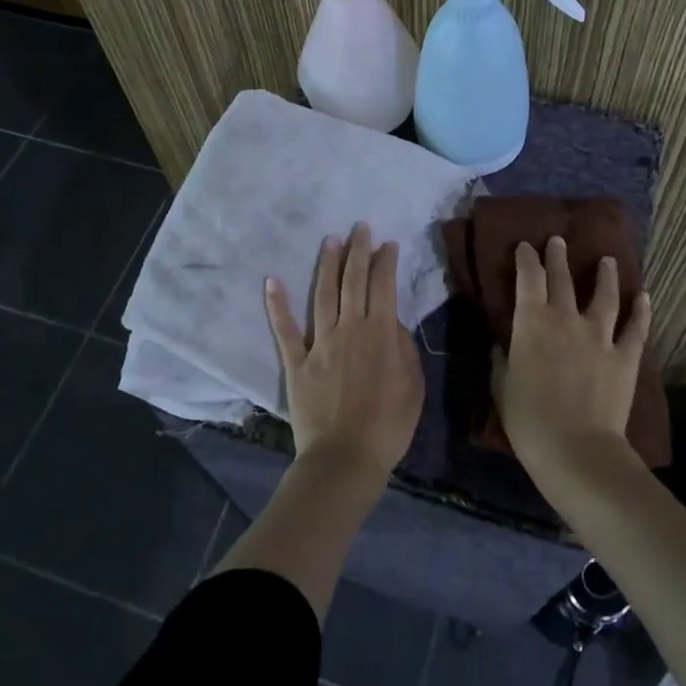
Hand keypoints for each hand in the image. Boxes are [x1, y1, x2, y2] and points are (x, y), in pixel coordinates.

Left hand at [265, 222, 423, 478]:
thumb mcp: (413, 386)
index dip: (385, 262)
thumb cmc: (388, 426)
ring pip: (323, 294)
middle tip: (360, 227)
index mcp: (380, 333)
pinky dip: (277, 304)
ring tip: (330, 240)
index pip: (383, 286)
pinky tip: (271, 280)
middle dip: (358, 251)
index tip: (388, 244)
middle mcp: (349, 329)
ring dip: (326, 265)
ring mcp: (320, 343)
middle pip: (353, 281)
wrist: (345, 458)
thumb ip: (403, 348)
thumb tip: (391, 322)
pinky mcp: (297, 362)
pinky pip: (285, 330)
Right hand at [496, 238, 652, 475]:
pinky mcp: (625, 356)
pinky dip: (641, 311)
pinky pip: (636, 328)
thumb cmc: (529, 420)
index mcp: (531, 323)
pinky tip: (644, 297)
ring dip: (605, 275)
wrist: (576, 449)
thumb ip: (501, 361)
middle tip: (557, 241)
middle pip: (562, 279)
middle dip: (558, 257)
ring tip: (608, 260)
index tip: (525, 246)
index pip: (528, 280)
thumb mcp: (502, 388)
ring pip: (604, 295)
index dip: (526, 259)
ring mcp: (599, 336)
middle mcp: (565, 319)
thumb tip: (500, 345)